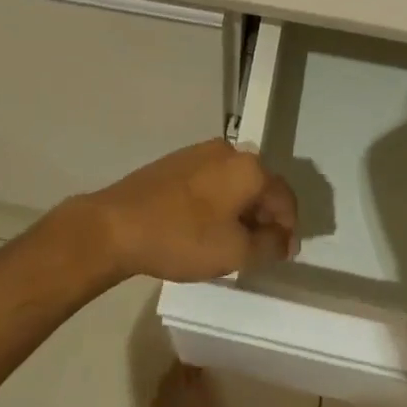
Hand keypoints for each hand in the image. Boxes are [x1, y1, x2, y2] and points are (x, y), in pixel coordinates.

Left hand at [68, 140, 299, 283]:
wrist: (118, 225)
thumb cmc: (183, 237)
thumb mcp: (235, 252)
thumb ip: (269, 245)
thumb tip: (285, 238)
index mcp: (248, 167)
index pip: (285, 197)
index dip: (289, 229)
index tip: (282, 256)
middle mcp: (228, 150)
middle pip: (260, 186)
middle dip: (264, 218)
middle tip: (258, 251)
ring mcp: (199, 152)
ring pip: (235, 183)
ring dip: (241, 211)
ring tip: (231, 242)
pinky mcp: (177, 161)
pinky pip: (212, 181)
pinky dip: (218, 202)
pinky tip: (205, 227)